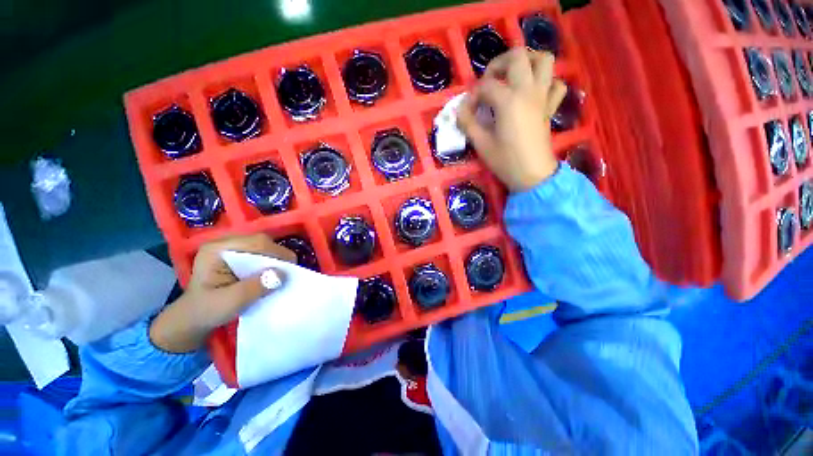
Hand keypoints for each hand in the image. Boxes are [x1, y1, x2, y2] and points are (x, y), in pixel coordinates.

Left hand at [149, 233, 296, 352]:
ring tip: (284, 273)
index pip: (255, 243)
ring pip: (264, 247)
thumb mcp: (230, 302)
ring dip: (276, 259)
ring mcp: (232, 248)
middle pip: (261, 242)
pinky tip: (274, 273)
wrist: (194, 318)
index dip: (277, 253)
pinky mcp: (239, 256)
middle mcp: (225, 243)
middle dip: (278, 255)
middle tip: (289, 271)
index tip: (291, 268)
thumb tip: (283, 274)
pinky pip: (262, 253)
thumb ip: (254, 288)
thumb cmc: (207, 311)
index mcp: (217, 249)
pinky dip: (272, 262)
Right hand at [457, 48, 566, 191]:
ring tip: (513, 76)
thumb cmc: (505, 161)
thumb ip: (468, 123)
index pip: (486, 86)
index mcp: (508, 101)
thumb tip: (460, 110)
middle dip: (499, 63)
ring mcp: (543, 97)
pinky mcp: (550, 106)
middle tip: (489, 80)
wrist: (532, 175)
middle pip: (518, 56)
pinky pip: (556, 83)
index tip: (467, 111)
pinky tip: (534, 92)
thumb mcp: (481, 144)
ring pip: (544, 60)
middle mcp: (528, 91)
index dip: (473, 96)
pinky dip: (547, 81)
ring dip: (527, 61)